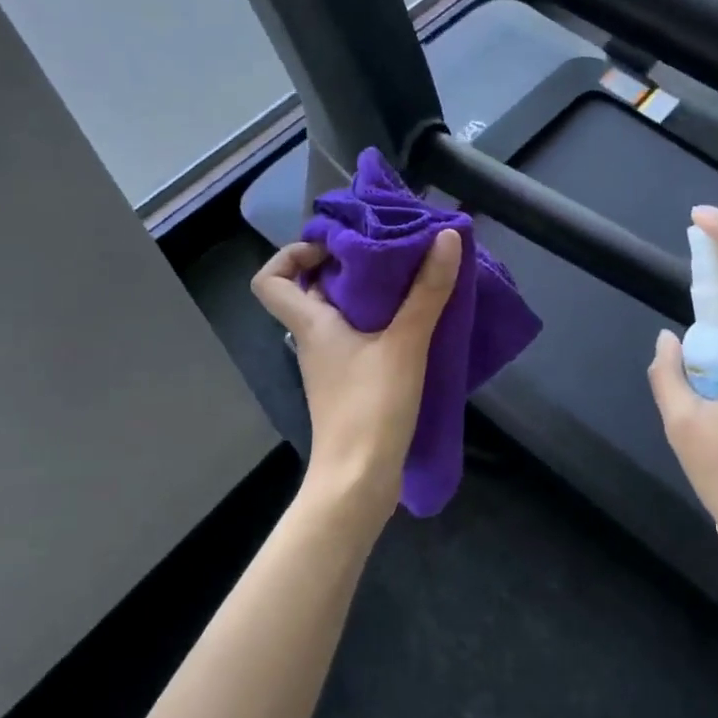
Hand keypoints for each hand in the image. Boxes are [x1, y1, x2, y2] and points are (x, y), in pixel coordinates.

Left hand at [251, 230, 462, 522]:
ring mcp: (333, 366)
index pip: (271, 280)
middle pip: (314, 292)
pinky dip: (383, 324)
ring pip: (342, 316)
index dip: (291, 255)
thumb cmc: (370, 407)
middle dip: (349, 267)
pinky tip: (418, 323)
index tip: (334, 247)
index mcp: (312, 325)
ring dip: (371, 296)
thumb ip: (426, 291)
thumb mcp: (404, 343)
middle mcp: (315, 341)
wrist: (359, 480)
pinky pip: (361, 339)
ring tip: (412, 280)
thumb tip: (446, 236)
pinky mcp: (353, 386)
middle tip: (390, 252)